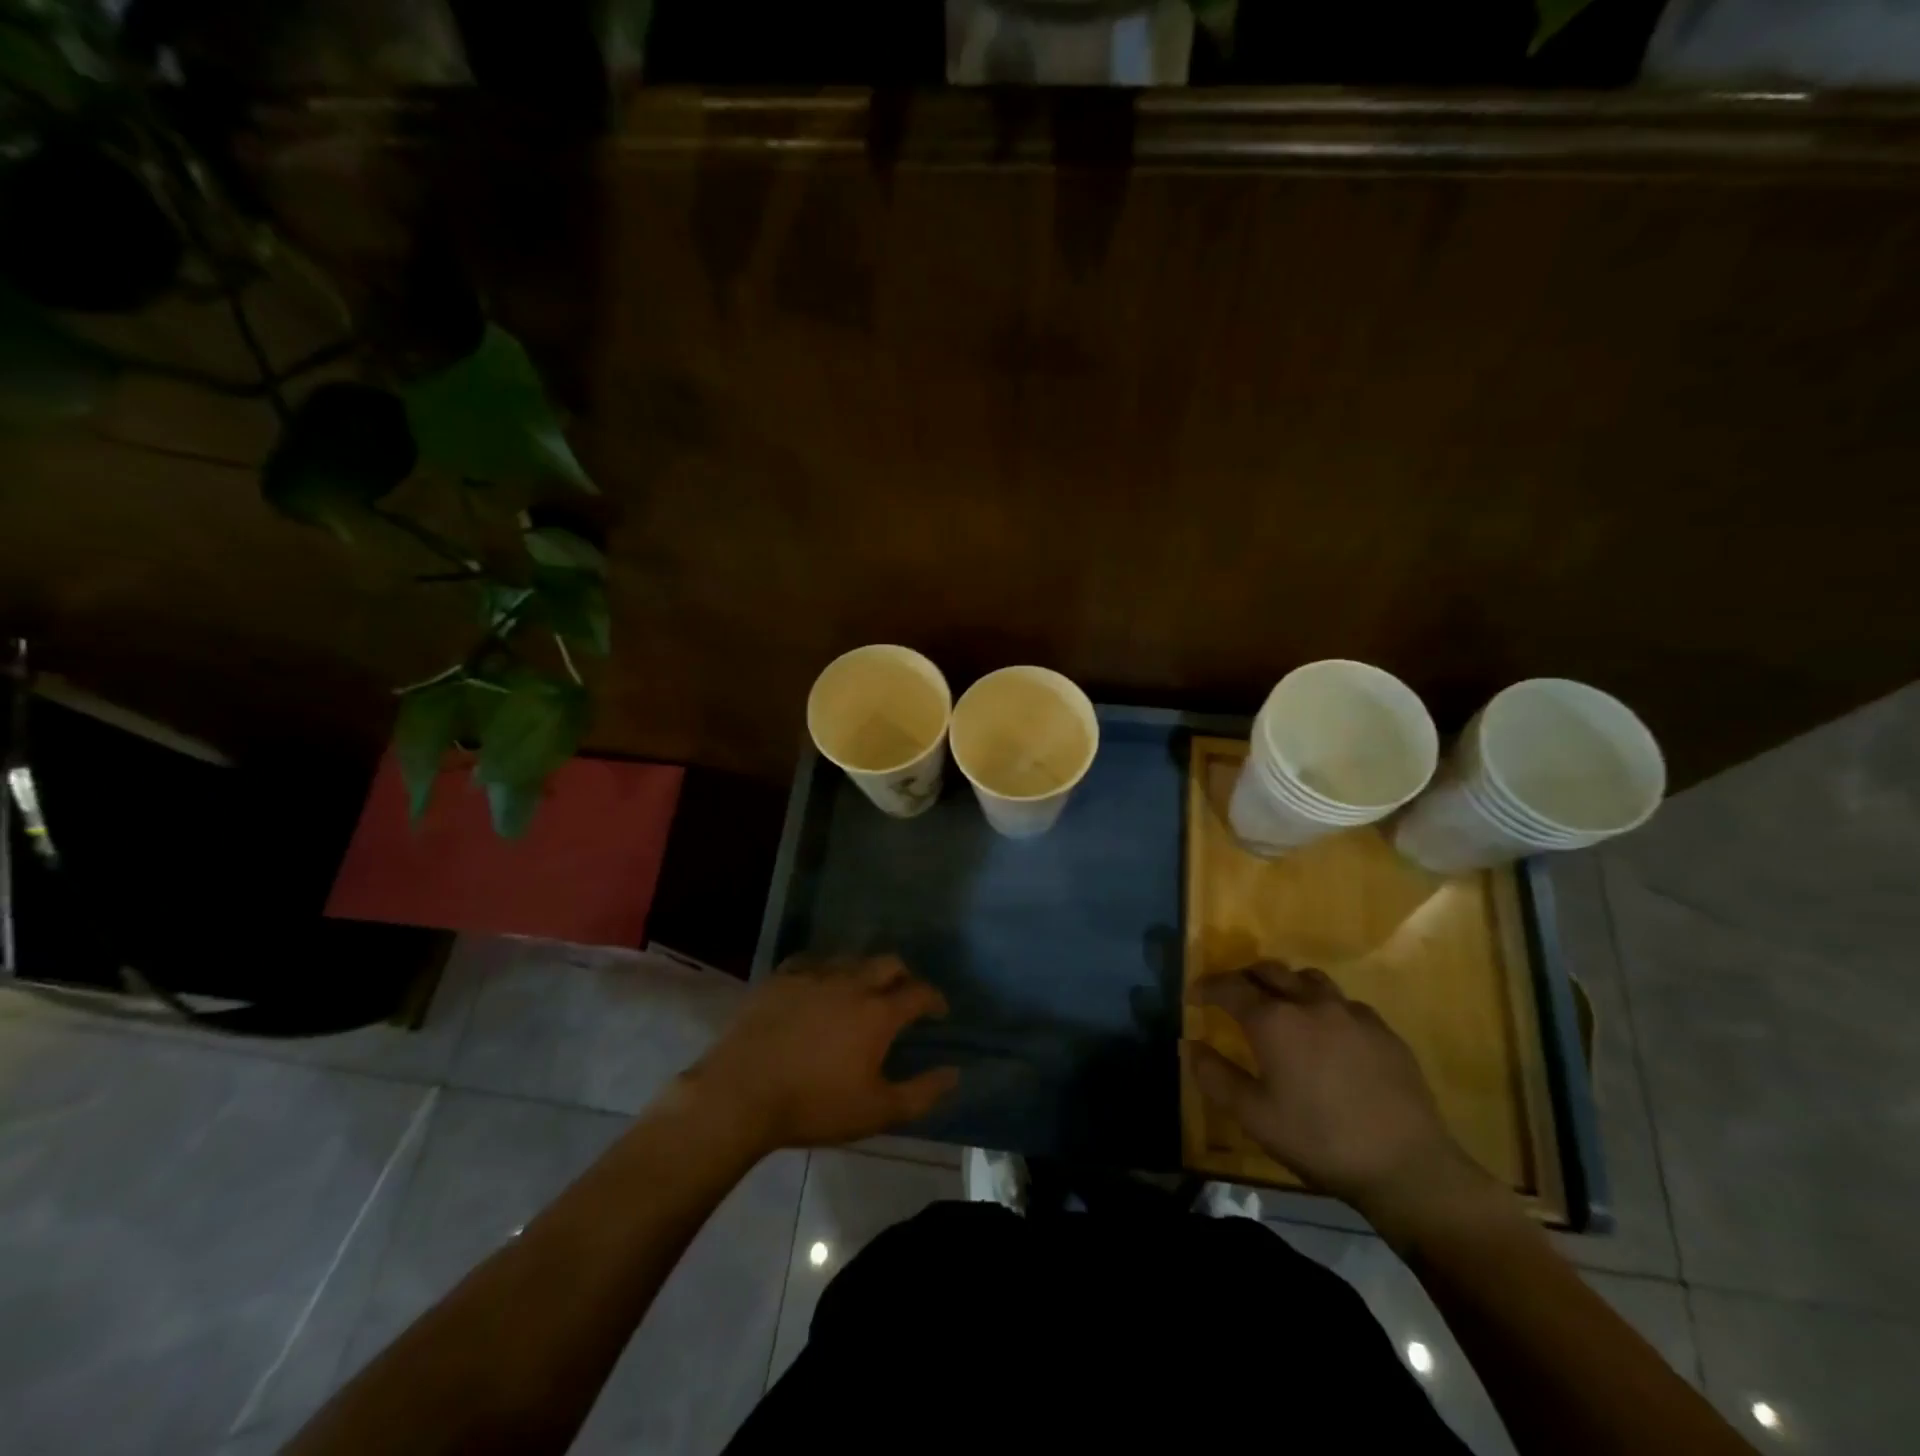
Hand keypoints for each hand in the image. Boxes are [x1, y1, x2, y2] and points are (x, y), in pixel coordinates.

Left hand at [689, 955, 959, 1152]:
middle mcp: (851, 982)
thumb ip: (922, 1093)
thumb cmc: (813, 1105)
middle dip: (903, 976)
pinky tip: (819, 985)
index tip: (938, 1011)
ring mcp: (813, 975)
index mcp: (878, 1012)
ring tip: (861, 991)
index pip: (919, 992)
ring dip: (865, 971)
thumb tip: (954, 1073)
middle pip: (888, 963)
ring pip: (851, 958)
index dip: (934, 999)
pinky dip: (825, 969)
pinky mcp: (781, 977)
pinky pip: (811, 960)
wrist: (741, 1094)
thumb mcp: (876, 1111)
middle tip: (903, 997)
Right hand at [1188, 962, 1483, 1221]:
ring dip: (1285, 984)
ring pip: (1308, 978)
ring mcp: (1351, 1013)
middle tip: (1232, 996)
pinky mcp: (1383, 1030)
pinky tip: (1327, 1034)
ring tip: (1280, 1006)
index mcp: (1274, 1020)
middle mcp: (1310, 1003)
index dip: (1207, 986)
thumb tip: (1191, 1045)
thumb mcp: (1254, 1117)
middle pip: (1269, 970)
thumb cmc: (1320, 1141)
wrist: (1408, 1167)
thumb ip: (1215, 1077)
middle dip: (1243, 978)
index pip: (1230, 987)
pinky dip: (1323, 1006)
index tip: (1194, 995)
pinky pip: (1343, 1002)